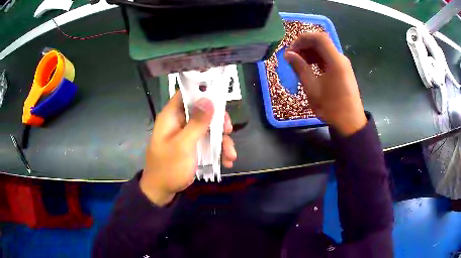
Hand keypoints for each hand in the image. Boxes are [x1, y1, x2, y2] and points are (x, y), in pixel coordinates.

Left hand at [140, 92, 236, 205]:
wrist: (162, 191)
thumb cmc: (169, 167)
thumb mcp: (183, 145)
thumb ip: (197, 123)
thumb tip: (209, 99)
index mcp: (171, 116)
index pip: (186, 93)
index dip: (202, 91)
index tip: (220, 97)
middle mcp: (179, 122)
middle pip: (202, 110)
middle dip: (218, 121)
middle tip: (228, 130)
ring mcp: (187, 135)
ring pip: (209, 128)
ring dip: (222, 140)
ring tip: (230, 155)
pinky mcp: (193, 146)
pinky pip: (208, 141)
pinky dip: (218, 150)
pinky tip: (227, 161)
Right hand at [284, 33, 365, 135]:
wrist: (350, 123)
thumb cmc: (332, 107)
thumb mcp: (312, 88)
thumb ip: (300, 68)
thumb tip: (288, 54)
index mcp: (335, 61)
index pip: (319, 38)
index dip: (302, 39)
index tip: (291, 49)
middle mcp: (340, 58)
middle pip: (321, 42)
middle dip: (304, 46)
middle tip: (292, 57)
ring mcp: (343, 64)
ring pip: (324, 50)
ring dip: (310, 52)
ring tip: (298, 63)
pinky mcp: (343, 70)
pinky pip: (328, 58)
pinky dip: (317, 59)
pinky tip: (309, 67)